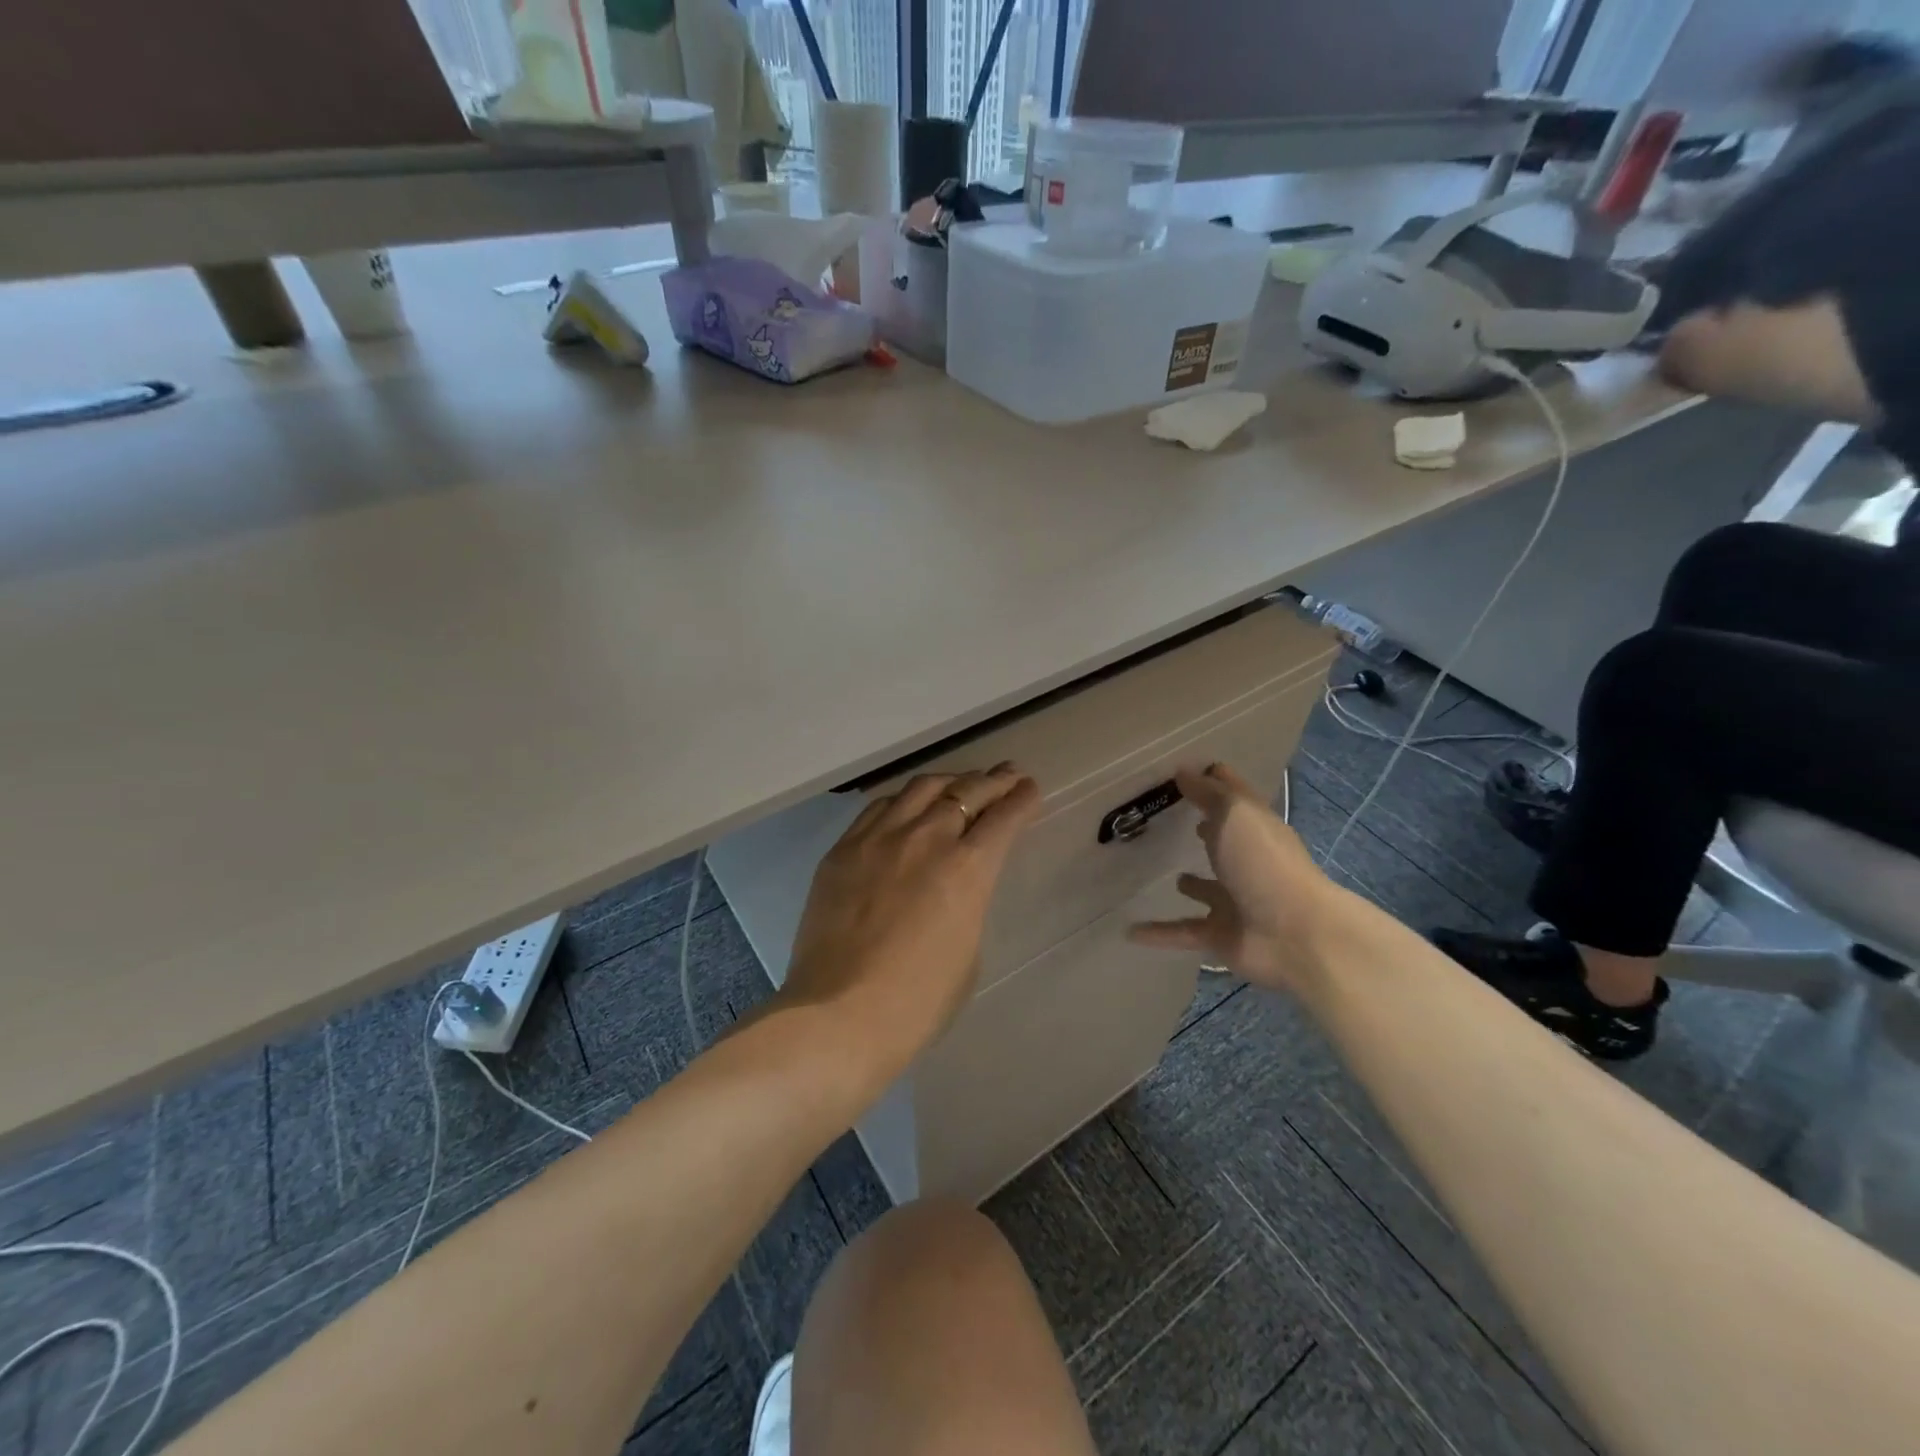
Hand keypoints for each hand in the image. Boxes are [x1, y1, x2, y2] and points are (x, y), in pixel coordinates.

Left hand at [781, 763, 1041, 1086]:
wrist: (839, 1015)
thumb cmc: (918, 1001)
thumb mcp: (968, 951)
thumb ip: (968, 902)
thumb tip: (956, 883)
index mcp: (967, 869)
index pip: (1004, 818)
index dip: (1022, 799)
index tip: (1030, 788)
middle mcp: (926, 839)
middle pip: (966, 792)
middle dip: (993, 781)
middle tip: (1008, 774)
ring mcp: (879, 839)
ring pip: (921, 788)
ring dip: (949, 781)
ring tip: (960, 783)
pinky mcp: (843, 849)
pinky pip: (878, 808)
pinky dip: (903, 801)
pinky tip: (907, 806)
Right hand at [1126, 763, 1341, 994]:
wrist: (1295, 935)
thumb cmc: (1264, 863)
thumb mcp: (1235, 815)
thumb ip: (1208, 793)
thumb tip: (1183, 771)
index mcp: (1256, 829)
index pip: (1233, 796)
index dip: (1213, 780)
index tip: (1181, 770)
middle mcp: (1248, 862)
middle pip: (1223, 841)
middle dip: (1203, 831)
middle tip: (1166, 819)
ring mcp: (1236, 901)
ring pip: (1208, 890)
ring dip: (1192, 885)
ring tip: (1166, 875)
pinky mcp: (1221, 935)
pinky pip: (1183, 930)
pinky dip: (1159, 932)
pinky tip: (1130, 930)